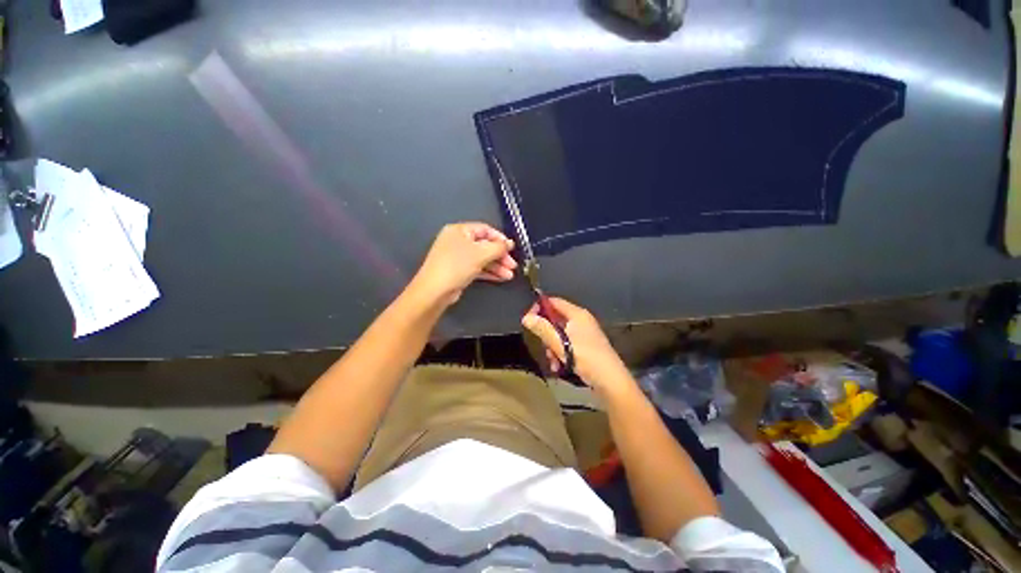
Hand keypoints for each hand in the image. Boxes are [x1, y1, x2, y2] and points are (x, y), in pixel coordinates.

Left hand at [410, 222, 516, 306]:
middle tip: (513, 265)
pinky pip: (477, 267)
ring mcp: (458, 257)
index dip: (500, 238)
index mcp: (460, 230)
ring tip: (510, 275)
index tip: (512, 249)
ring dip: (497, 266)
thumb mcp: (481, 253)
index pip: (485, 230)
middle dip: (500, 256)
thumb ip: (498, 247)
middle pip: (485, 245)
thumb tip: (510, 243)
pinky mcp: (459, 270)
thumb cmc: (457, 265)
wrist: (435, 290)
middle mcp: (458, 241)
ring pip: (482, 258)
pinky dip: (489, 272)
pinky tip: (501, 278)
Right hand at [522, 297, 634, 395]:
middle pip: (556, 319)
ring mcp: (584, 333)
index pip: (554, 301)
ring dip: (552, 347)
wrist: (610, 380)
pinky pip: (567, 343)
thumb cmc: (585, 358)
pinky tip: (559, 366)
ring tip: (553, 361)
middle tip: (543, 345)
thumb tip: (526, 317)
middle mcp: (581, 320)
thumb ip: (543, 329)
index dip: (539, 307)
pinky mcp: (586, 346)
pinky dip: (560, 353)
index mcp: (577, 314)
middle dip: (546, 333)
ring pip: (560, 334)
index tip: (528, 320)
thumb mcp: (560, 344)